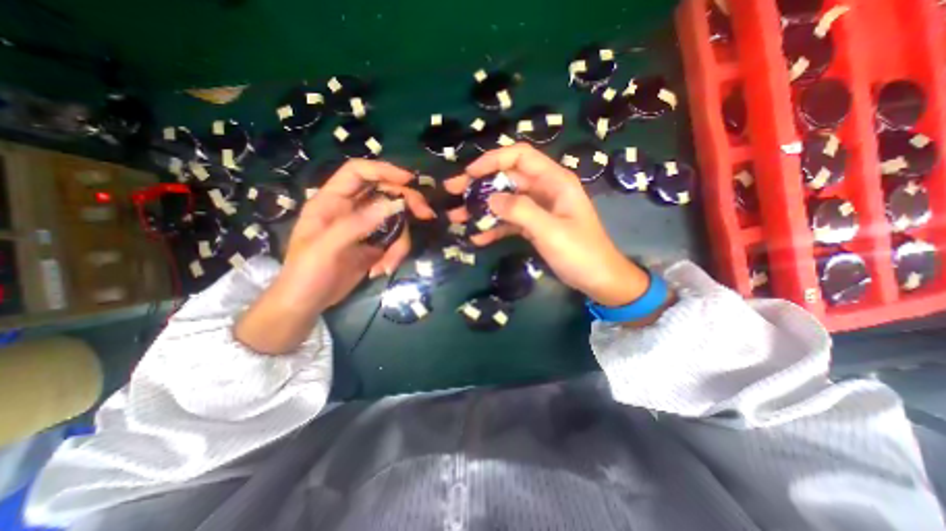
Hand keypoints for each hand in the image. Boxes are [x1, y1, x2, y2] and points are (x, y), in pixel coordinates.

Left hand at [240, 160, 439, 354]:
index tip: (409, 180)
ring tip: (388, 264)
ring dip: (400, 242)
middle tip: (425, 214)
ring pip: (396, 220)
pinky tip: (383, 269)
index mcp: (332, 201)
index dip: (384, 170)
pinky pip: (396, 240)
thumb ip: (358, 224)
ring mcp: (366, 227)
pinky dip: (396, 254)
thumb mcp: (327, 247)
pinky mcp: (376, 243)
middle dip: (407, 203)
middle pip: (386, 192)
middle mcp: (351, 208)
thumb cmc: (306, 273)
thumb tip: (394, 204)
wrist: (309, 302)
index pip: (358, 172)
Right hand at [444, 142, 650, 307]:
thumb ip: (521, 211)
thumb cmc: (581, 253)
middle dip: (478, 184)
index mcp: (554, 181)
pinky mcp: (533, 226)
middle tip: (452, 192)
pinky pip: (509, 222)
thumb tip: (490, 198)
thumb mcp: (550, 231)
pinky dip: (493, 228)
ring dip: (481, 208)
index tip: (469, 174)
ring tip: (456, 217)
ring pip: (504, 201)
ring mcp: (538, 209)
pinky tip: (477, 238)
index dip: (493, 160)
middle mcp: (544, 190)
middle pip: (506, 178)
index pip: (520, 156)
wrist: (598, 279)